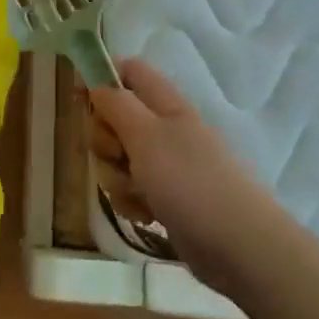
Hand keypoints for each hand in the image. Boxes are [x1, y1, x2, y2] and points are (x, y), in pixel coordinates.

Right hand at [85, 58, 262, 287]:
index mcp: (164, 104)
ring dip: (116, 177)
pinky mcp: (163, 197)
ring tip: (139, 194)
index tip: (78, 100)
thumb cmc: (191, 182)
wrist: (239, 248)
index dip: (100, 78)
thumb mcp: (146, 135)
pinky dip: (131, 202)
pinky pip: (129, 189)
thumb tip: (95, 81)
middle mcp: (163, 129)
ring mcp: (164, 165)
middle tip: (120, 155)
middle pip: (112, 118)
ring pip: (117, 158)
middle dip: (104, 141)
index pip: (128, 71)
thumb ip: (116, 104)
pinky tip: (146, 215)